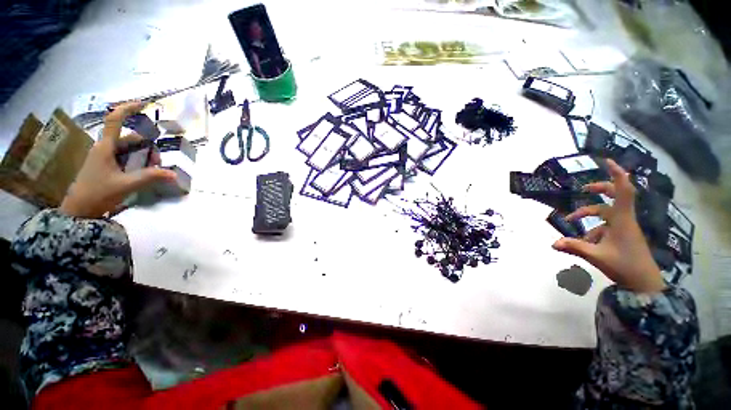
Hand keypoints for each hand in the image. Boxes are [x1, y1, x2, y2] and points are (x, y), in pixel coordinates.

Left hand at [59, 102, 176, 218]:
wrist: (79, 211)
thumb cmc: (98, 194)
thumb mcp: (125, 185)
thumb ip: (150, 177)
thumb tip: (174, 174)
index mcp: (105, 147)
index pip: (115, 120)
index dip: (128, 108)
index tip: (144, 104)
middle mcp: (105, 148)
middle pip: (130, 139)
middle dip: (147, 148)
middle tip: (158, 164)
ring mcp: (105, 158)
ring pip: (130, 150)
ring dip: (144, 157)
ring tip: (153, 171)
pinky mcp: (107, 166)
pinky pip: (127, 159)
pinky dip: (138, 163)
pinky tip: (145, 173)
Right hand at [552, 159, 665, 292]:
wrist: (643, 283)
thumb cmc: (625, 266)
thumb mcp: (596, 256)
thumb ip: (574, 247)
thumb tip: (552, 243)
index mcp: (622, 220)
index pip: (623, 191)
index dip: (617, 174)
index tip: (607, 161)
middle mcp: (624, 219)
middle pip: (615, 196)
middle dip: (600, 189)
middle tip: (584, 189)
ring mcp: (624, 227)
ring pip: (604, 213)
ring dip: (587, 215)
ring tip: (571, 221)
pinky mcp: (622, 235)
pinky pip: (604, 226)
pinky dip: (592, 230)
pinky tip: (584, 241)